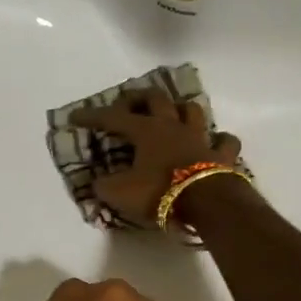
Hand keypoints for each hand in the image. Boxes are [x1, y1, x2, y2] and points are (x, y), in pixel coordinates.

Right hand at [70, 88, 243, 227]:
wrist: (207, 203)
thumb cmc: (159, 193)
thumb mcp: (120, 193)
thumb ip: (104, 186)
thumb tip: (96, 182)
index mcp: (146, 131)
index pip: (113, 118)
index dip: (92, 116)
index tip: (75, 116)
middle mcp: (173, 127)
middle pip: (156, 99)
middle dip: (139, 98)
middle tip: (127, 103)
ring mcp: (200, 138)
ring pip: (192, 111)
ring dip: (180, 109)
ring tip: (172, 113)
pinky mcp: (222, 155)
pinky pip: (224, 141)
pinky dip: (218, 140)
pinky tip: (214, 142)